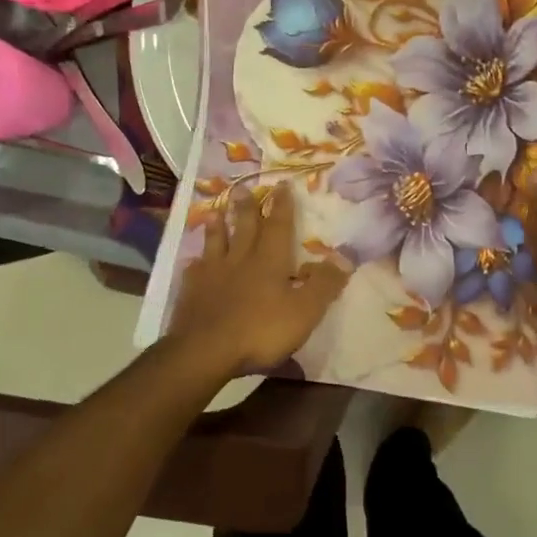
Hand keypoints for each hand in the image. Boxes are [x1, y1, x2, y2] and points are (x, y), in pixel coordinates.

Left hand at [170, 182, 348, 374]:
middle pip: (244, 228)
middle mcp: (240, 260)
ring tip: (216, 212)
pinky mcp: (191, 292)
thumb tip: (345, 256)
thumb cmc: (260, 331)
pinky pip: (194, 270)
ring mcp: (212, 275)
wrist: (205, 351)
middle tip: (243, 188)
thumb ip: (324, 284)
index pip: (278, 226)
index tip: (281, 185)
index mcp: (269, 261)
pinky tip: (194, 261)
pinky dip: (196, 262)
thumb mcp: (304, 311)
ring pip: (216, 243)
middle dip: (247, 208)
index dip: (282, 206)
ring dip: (218, 227)